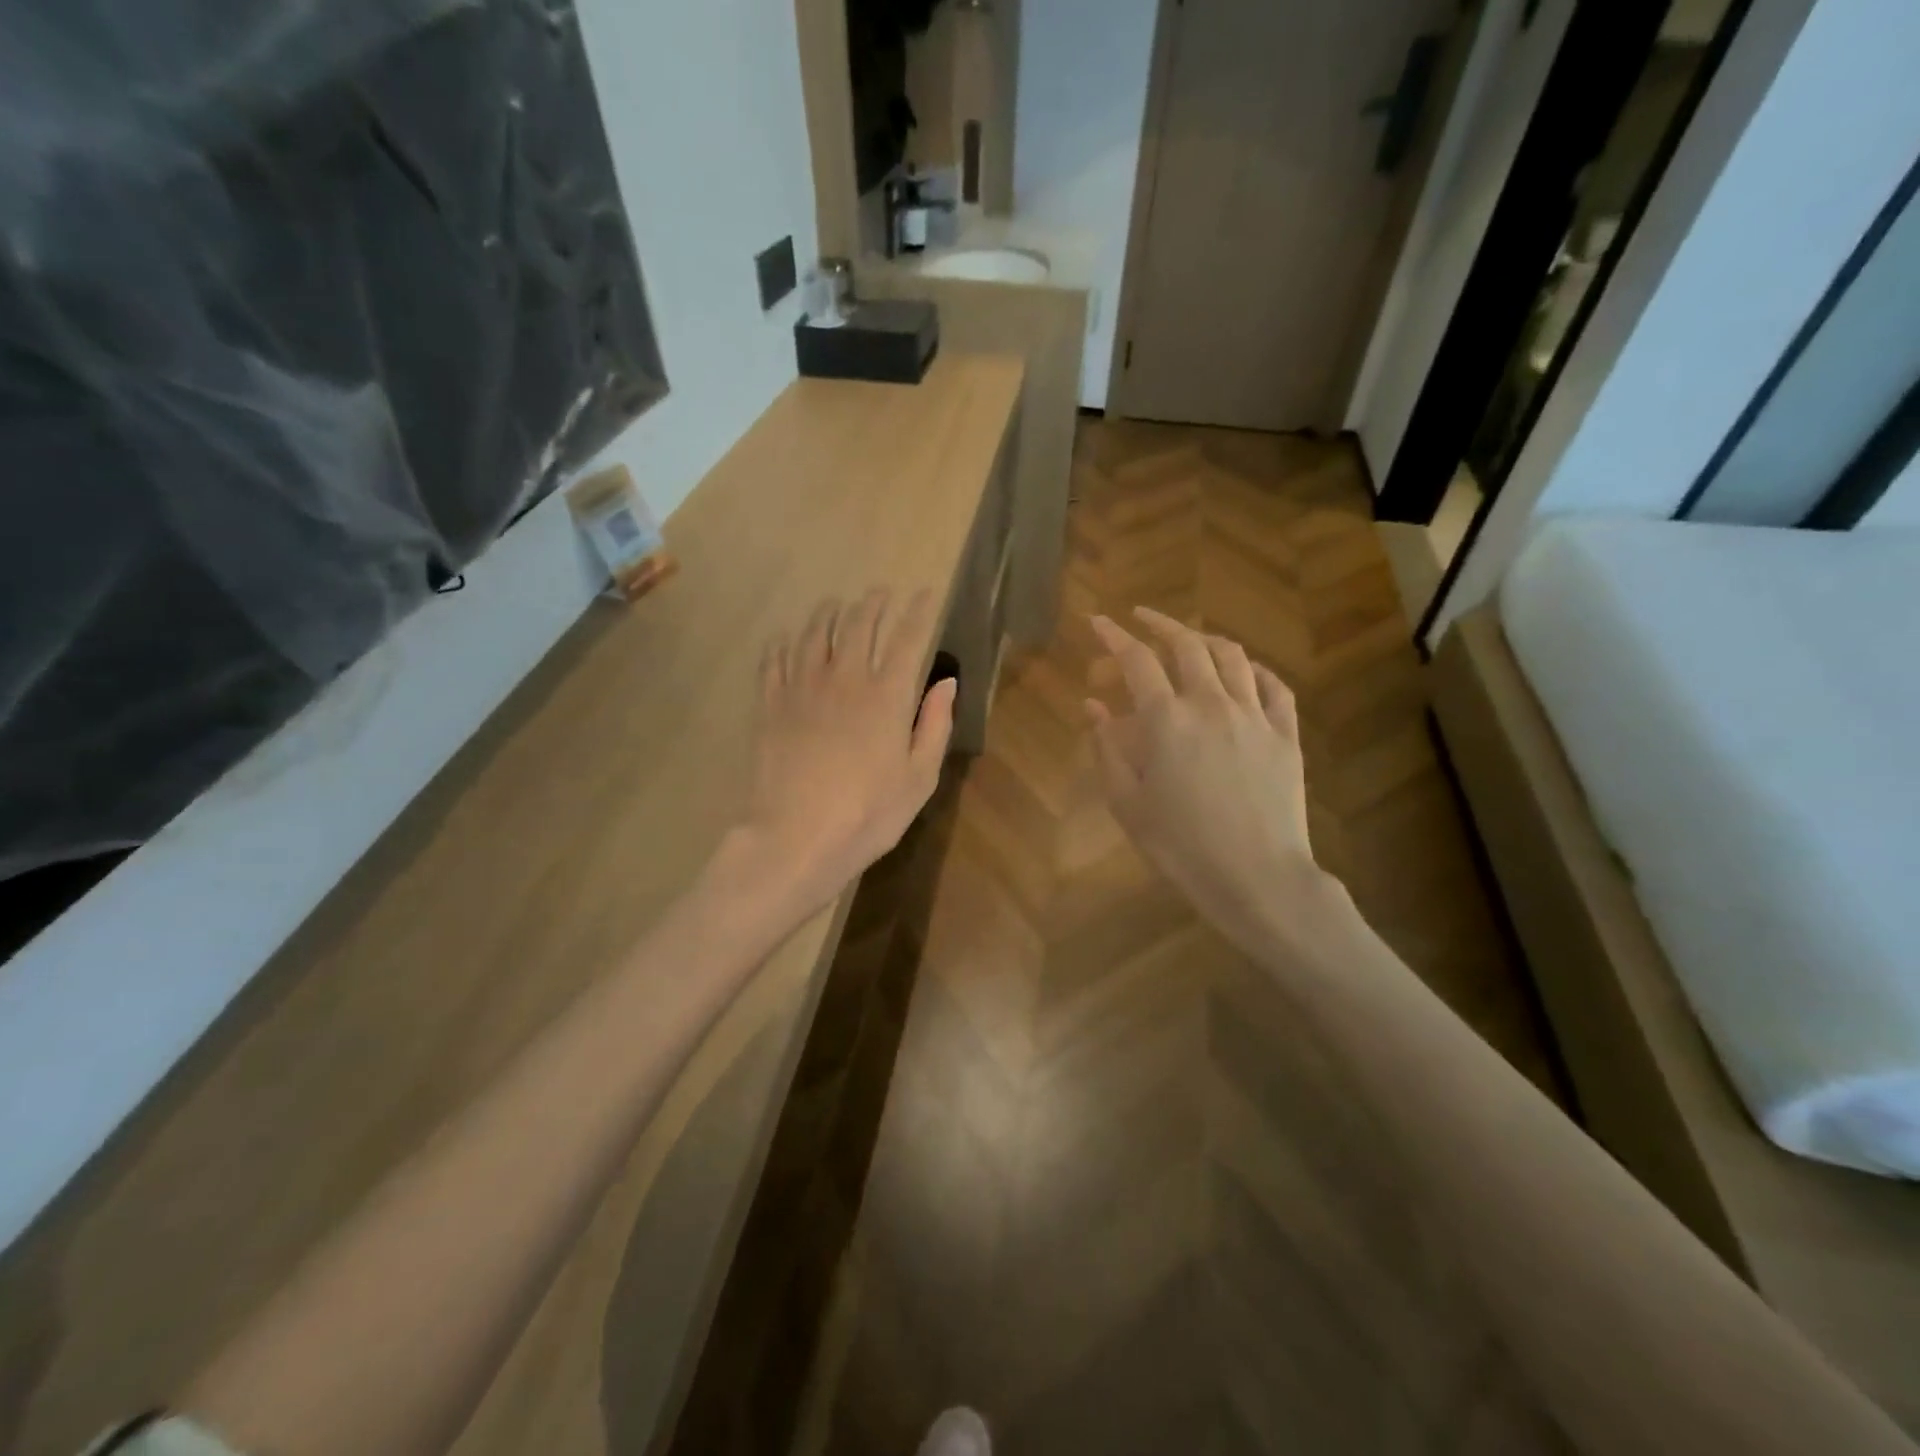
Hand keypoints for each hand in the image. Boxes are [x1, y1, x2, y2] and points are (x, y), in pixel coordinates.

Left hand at [741, 588, 956, 916]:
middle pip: (858, 624)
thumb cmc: (868, 815)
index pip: (907, 638)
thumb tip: (946, 682)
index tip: (925, 594)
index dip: (918, 611)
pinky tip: (786, 637)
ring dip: (828, 612)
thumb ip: (934, 725)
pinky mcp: (770, 704)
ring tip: (835, 604)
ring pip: (814, 633)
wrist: (795, 838)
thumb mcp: (919, 778)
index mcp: (887, 696)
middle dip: (873, 603)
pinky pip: (775, 659)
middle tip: (880, 592)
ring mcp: (802, 688)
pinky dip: (783, 642)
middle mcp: (844, 678)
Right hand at [1087, 608, 1335, 955]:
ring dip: (1206, 638)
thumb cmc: (1180, 845)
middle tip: (1142, 618)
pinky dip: (1255, 669)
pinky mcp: (1286, 735)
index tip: (1097, 621)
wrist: (1255, 877)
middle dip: (1160, 623)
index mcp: (1166, 721)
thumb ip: (1107, 748)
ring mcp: (1255, 716)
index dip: (1114, 636)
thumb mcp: (1127, 802)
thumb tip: (1093, 705)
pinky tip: (1245, 671)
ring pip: (1233, 657)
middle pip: (1187, 645)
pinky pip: (1275, 686)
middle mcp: (1211, 704)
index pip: (1137, 660)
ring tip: (1190, 638)